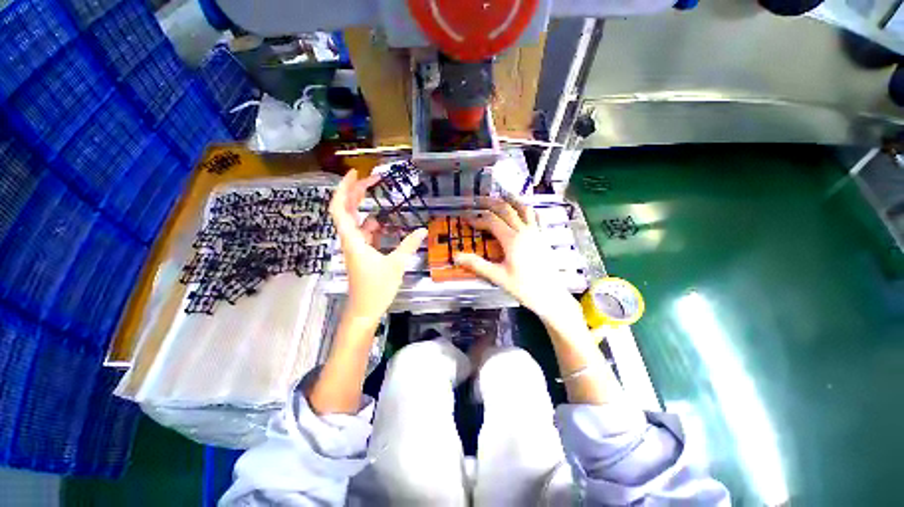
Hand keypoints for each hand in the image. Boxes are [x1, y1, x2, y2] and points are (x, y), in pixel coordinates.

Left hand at [329, 170, 426, 321]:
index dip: (344, 188)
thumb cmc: (377, 288)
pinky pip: (362, 233)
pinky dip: (370, 223)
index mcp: (353, 240)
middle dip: (356, 192)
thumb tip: (422, 230)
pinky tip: (381, 221)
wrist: (364, 310)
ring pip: (353, 220)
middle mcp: (350, 240)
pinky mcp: (360, 254)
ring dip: (362, 206)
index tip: (355, 173)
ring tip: (375, 194)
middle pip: (345, 209)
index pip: (339, 208)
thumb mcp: (396, 265)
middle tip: (372, 179)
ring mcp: (354, 247)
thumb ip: (409, 245)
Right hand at [453, 198, 579, 321]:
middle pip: (506, 209)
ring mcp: (536, 232)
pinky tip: (525, 208)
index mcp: (512, 239)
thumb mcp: (498, 277)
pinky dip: (528, 209)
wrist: (551, 296)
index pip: (491, 221)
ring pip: (523, 208)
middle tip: (479, 199)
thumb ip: (477, 264)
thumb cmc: (524, 287)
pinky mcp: (543, 237)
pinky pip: (536, 217)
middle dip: (491, 203)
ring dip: (511, 200)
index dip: (477, 218)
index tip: (466, 219)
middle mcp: (524, 231)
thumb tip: (456, 256)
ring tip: (502, 194)